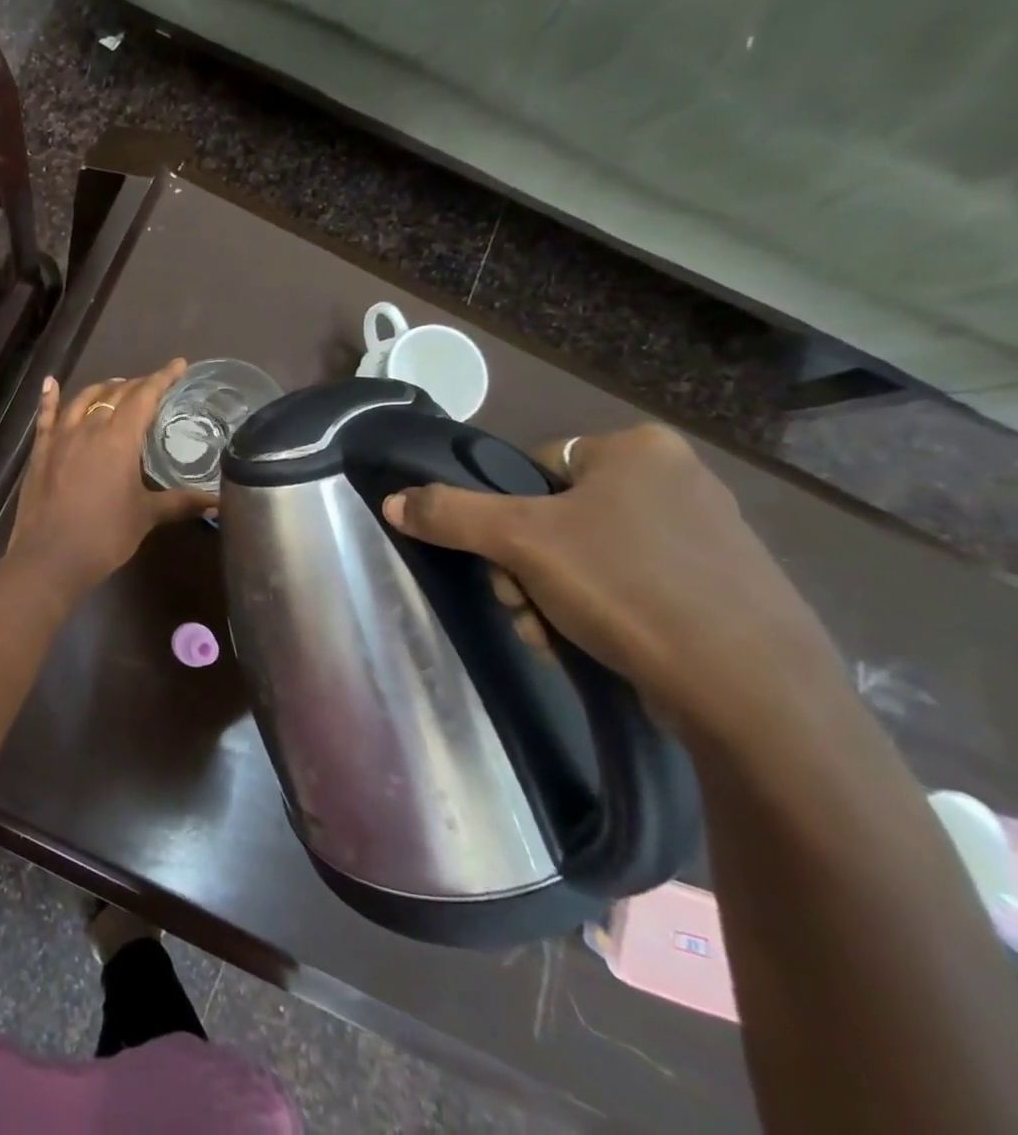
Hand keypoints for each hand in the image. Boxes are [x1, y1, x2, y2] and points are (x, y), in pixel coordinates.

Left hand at [6, 360, 215, 602]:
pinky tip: (50, 383)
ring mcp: (60, 437)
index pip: (145, 396)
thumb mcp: (146, 516)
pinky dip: (50, 398)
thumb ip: (181, 503)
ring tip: (117, 386)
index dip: (163, 378)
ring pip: (83, 400)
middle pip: (115, 395)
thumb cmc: (104, 535)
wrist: (50, 557)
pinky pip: (46, 416)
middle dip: (137, 385)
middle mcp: (89, 427)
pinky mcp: (40, 451)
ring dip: (102, 389)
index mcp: (119, 438)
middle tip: (153, 384)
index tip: (179, 365)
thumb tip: (218, 502)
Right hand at [381, 424, 844, 739]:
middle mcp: (679, 481)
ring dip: (549, 596)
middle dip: (524, 568)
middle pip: (554, 517)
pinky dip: (596, 613)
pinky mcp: (722, 589)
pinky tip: (588, 645)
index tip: (503, 560)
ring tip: (550, 635)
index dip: (504, 516)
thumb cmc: (627, 589)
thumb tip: (393, 502)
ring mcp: (707, 538)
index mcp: (639, 450)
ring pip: (585, 558)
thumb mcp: (519, 542)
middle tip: (522, 604)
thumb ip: (449, 513)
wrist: (751, 693)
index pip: (533, 469)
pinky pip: (629, 586)